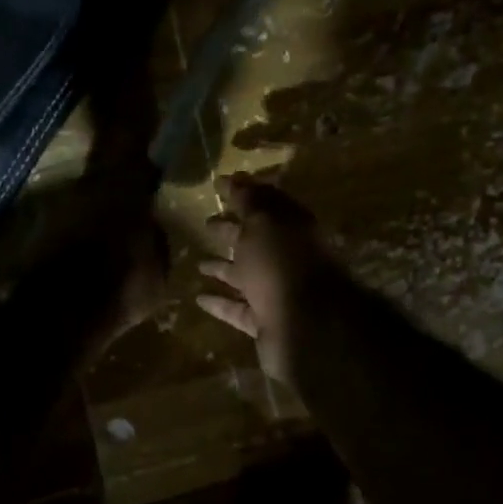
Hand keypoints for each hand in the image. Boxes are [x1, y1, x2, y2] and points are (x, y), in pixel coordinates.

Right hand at [197, 175, 332, 384]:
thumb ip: (249, 201)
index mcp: (291, 228)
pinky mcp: (266, 322)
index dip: (244, 193)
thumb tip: (236, 178)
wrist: (305, 325)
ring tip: (198, 263)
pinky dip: (221, 303)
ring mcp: (277, 292)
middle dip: (231, 231)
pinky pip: (239, 309)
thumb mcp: (263, 222)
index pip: (266, 204)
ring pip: (247, 276)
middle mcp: (287, 258)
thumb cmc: (281, 264)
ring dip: (224, 269)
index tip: (219, 186)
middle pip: (255, 241)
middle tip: (206, 223)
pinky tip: (199, 297)